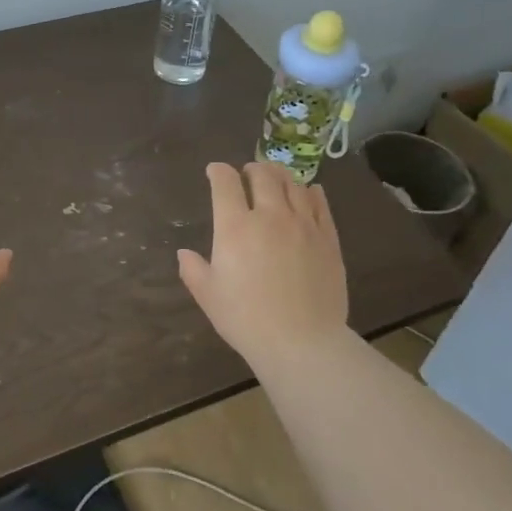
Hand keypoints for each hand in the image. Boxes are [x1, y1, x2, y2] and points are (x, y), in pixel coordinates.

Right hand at [178, 162, 348, 365]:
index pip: (225, 183)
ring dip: (280, 176)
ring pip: (292, 184)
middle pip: (263, 175)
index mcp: (235, 228)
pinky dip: (310, 192)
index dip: (218, 171)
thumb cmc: (246, 319)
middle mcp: (270, 216)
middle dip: (252, 169)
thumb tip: (184, 254)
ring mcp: (303, 224)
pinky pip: (319, 203)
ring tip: (275, 180)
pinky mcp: (328, 237)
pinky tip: (307, 193)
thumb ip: (193, 270)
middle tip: (248, 174)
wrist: (302, 341)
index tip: (215, 171)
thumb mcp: (209, 297)